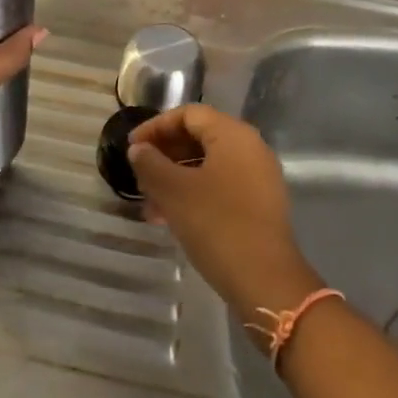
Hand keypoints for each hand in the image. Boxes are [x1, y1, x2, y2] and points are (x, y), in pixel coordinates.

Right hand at [127, 105, 321, 321]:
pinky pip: (220, 186)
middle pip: (199, 137)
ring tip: (150, 204)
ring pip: (208, 165)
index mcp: (233, 135)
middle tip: (139, 175)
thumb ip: (151, 164)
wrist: (266, 282)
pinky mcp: (260, 205)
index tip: (131, 147)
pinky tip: (171, 218)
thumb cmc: (217, 225)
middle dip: (165, 154)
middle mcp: (251, 148)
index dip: (155, 127)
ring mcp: (259, 178)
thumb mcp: (174, 191)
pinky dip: (194, 194)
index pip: (188, 114)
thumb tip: (139, 150)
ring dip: (176, 178)